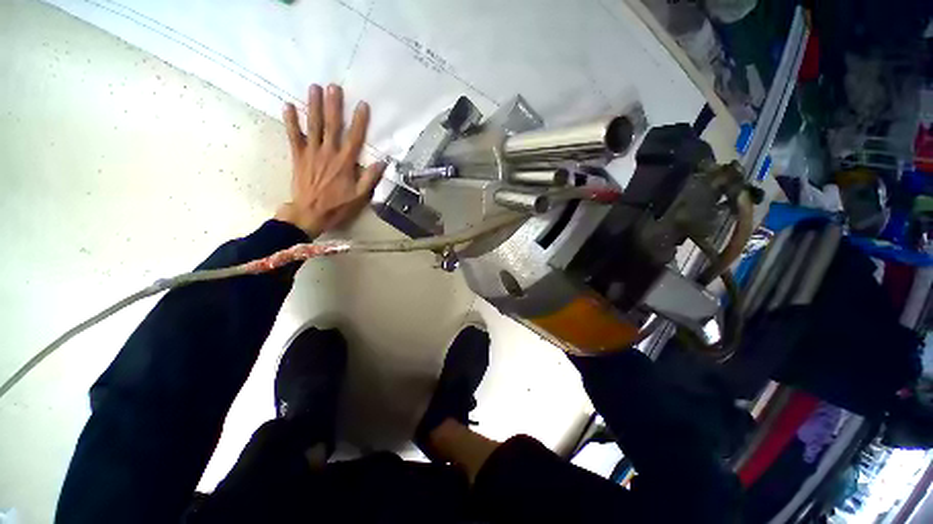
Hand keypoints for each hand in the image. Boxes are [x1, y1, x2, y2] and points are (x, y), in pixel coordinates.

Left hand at [275, 84, 385, 236]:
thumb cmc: (337, 206)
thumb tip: (382, 162)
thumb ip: (370, 178)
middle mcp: (328, 153)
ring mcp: (311, 153)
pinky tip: (288, 105)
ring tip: (314, 87)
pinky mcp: (298, 156)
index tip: (362, 105)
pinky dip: (290, 121)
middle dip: (333, 105)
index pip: (354, 138)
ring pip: (313, 126)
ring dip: (314, 106)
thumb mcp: (359, 196)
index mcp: (345, 163)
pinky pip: (293, 136)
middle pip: (332, 126)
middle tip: (334, 86)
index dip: (359, 121)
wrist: (309, 214)